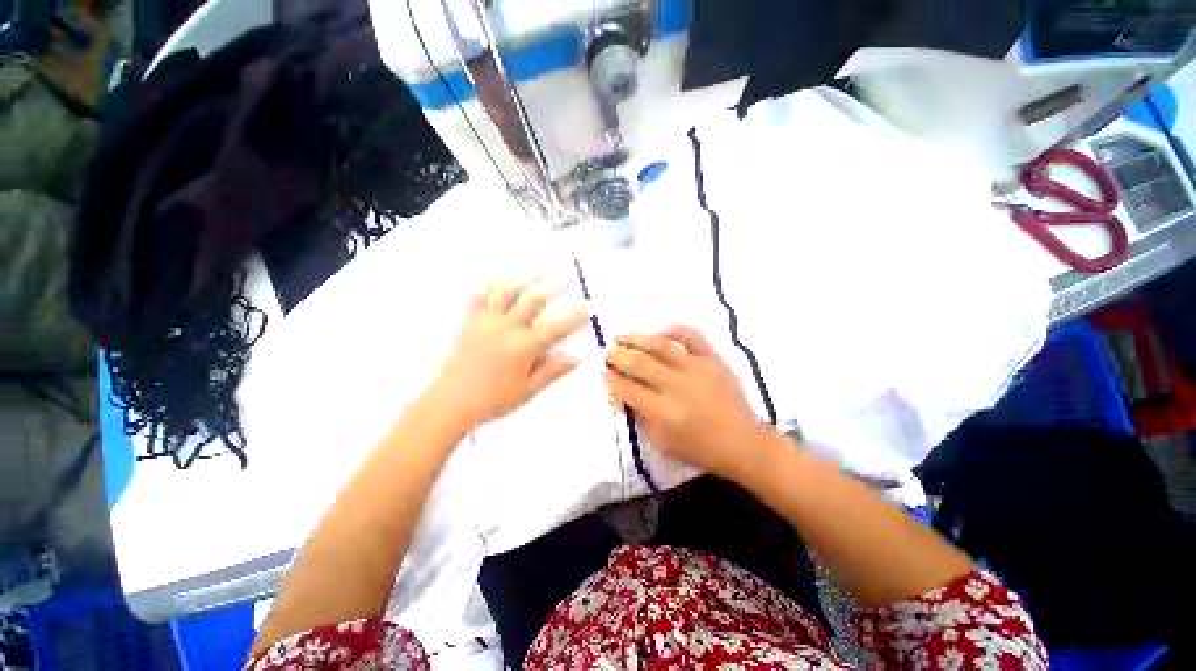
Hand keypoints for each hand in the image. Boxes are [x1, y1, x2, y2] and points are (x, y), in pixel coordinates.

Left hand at [431, 278, 589, 428]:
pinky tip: (498, 281)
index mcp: (524, 346)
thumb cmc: (494, 399)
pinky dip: (490, 286)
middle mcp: (507, 327)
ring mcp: (487, 321)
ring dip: (526, 280)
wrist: (451, 402)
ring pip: (508, 292)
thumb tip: (577, 358)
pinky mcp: (470, 321)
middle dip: (554, 288)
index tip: (589, 307)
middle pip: (534, 300)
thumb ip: (553, 371)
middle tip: (568, 278)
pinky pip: (479, 297)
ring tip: (540, 272)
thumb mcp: (528, 389)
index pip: (557, 327)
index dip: (575, 317)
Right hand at [603, 326, 768, 482]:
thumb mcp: (662, 442)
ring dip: (636, 339)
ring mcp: (696, 369)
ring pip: (660, 345)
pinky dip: (673, 330)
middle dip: (617, 355)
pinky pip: (691, 336)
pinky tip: (660, 332)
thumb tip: (620, 394)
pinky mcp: (713, 359)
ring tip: (621, 337)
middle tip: (607, 351)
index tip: (602, 371)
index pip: (627, 389)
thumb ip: (639, 416)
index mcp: (663, 412)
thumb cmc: (700, 449)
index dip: (610, 379)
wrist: (743, 443)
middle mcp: (676, 386)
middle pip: (639, 363)